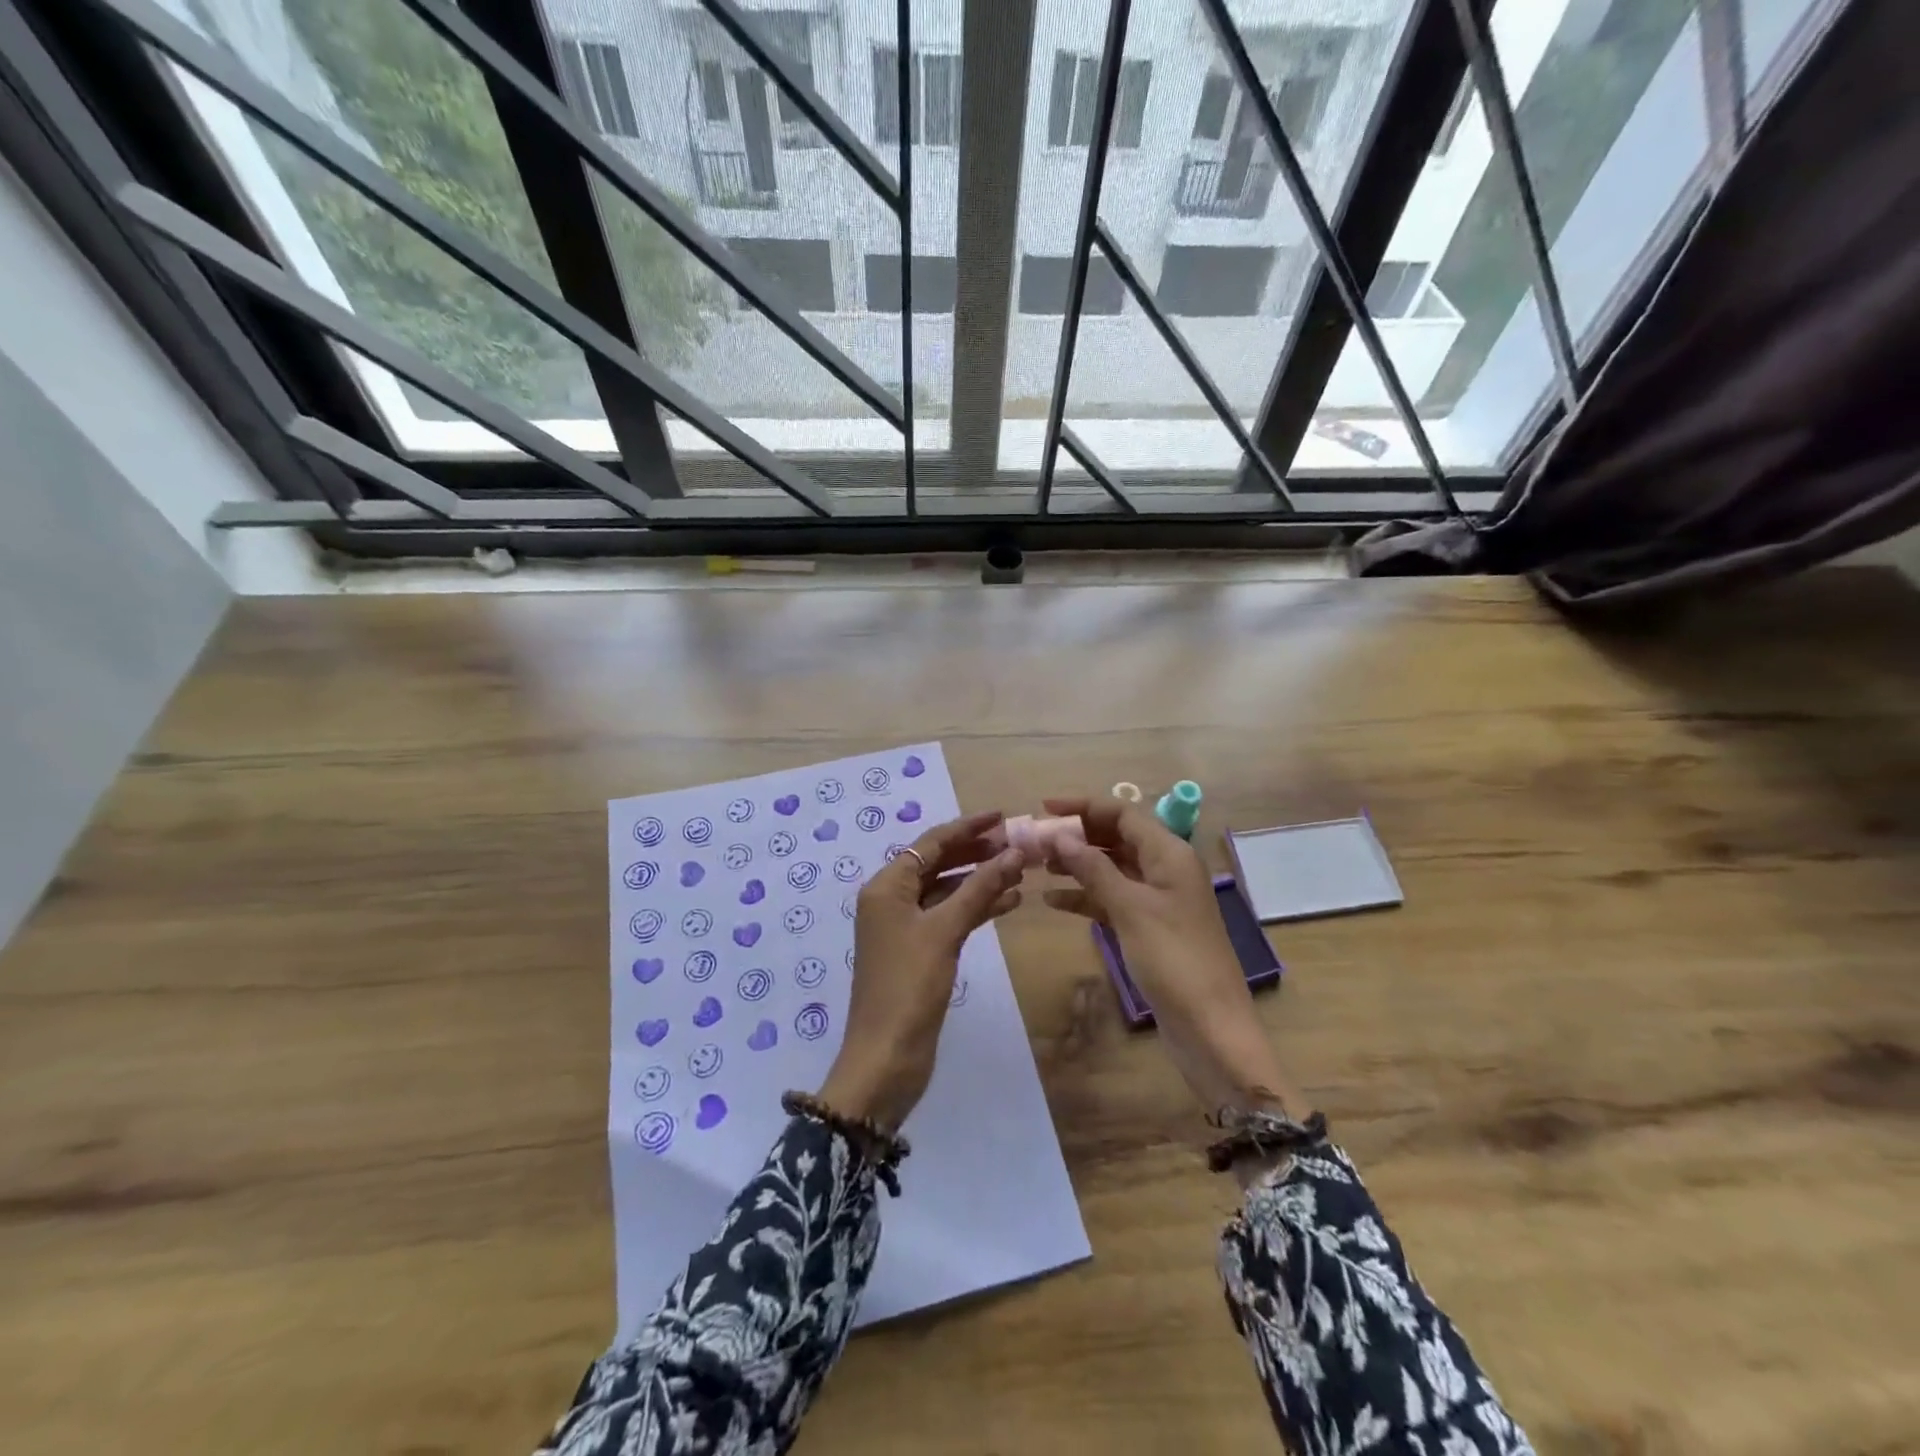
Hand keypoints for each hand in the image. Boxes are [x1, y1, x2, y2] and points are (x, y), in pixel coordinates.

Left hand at [817, 811, 1025, 1130]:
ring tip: (1021, 869)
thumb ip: (979, 889)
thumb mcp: (945, 932)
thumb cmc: (909, 987)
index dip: (967, 827)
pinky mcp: (920, 951)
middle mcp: (892, 900)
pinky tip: (1009, 902)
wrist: (886, 1058)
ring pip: (948, 890)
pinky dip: (977, 907)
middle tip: (1018, 843)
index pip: (931, 843)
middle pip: (939, 863)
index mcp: (887, 886)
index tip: (1003, 816)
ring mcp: (905, 927)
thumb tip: (1014, 852)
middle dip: (977, 852)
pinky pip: (950, 916)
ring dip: (981, 879)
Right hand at [1040, 797, 1304, 1117]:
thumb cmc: (1174, 960)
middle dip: (1077, 836)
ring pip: (1111, 868)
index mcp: (1170, 854)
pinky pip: (1112, 900)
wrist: (1210, 1029)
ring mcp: (1157, 900)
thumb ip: (1093, 869)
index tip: (1043, 808)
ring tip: (1037, 867)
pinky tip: (1053, 901)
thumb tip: (1057, 836)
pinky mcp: (1148, 928)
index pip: (1123, 813)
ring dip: (1077, 865)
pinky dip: (1085, 897)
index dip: (1083, 806)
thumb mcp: (1130, 909)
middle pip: (1116, 838)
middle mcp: (1165, 869)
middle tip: (1034, 841)